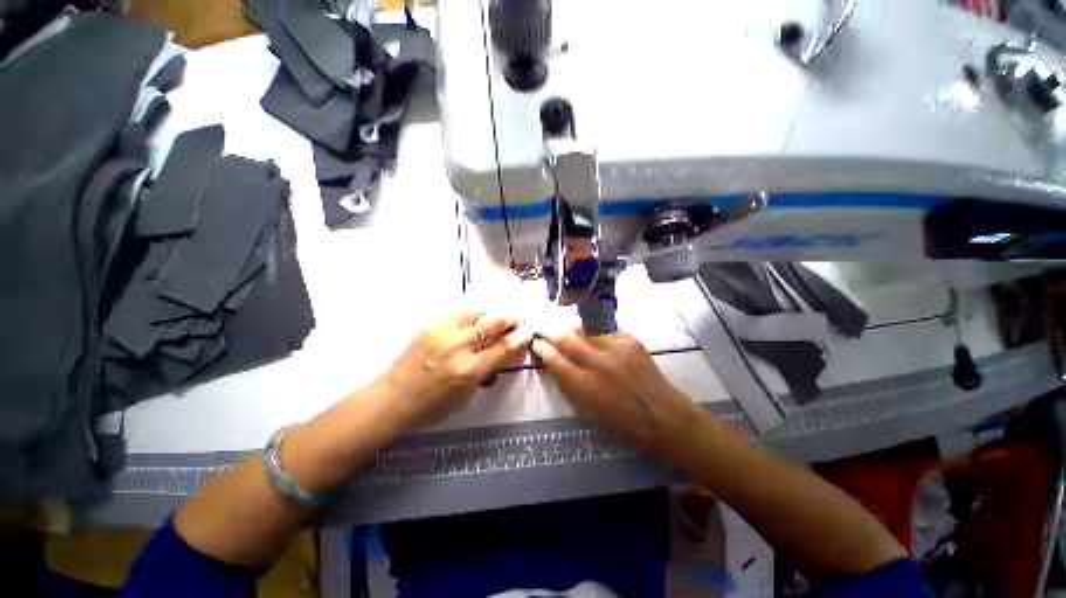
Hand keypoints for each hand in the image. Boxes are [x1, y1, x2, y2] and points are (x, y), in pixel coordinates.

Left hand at [380, 312, 532, 426]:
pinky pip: (461, 311)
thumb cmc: (433, 404)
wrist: (395, 395)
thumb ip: (488, 370)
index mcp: (470, 370)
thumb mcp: (467, 394)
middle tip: (515, 322)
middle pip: (494, 323)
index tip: (527, 332)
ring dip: (494, 313)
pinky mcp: (433, 323)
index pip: (503, 348)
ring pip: (479, 311)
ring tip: (498, 317)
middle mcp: (460, 346)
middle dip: (510, 319)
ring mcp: (445, 331)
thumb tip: (504, 350)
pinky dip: (476, 313)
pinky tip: (478, 317)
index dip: (519, 338)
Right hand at [531, 330, 700, 457]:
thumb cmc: (624, 425)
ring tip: (569, 333)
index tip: (536, 343)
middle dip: (552, 332)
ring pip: (586, 331)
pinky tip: (598, 342)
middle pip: (567, 338)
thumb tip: (556, 367)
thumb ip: (570, 386)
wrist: (665, 419)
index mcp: (585, 385)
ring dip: (574, 332)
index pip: (555, 360)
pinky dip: (598, 336)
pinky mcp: (631, 342)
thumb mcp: (588, 412)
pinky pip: (607, 333)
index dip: (542, 349)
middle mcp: (598, 363)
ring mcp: (616, 349)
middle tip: (545, 329)